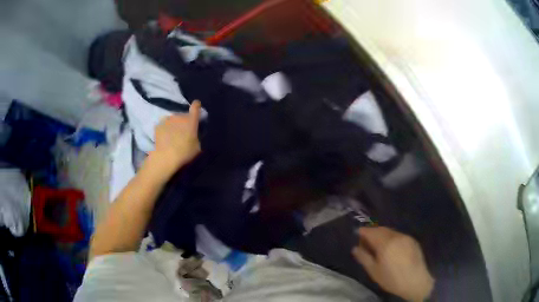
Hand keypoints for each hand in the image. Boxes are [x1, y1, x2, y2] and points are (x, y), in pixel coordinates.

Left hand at [148, 100, 201, 178]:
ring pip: (172, 119)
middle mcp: (179, 116)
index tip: (197, 106)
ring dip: (173, 124)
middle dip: (184, 121)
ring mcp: (167, 120)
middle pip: (183, 115)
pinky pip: (163, 125)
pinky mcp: (158, 125)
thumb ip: (196, 137)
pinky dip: (164, 129)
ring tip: (172, 136)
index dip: (197, 106)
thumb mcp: (197, 147)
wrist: (165, 157)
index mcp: (191, 121)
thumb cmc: (184, 153)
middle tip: (183, 132)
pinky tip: (164, 138)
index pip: (195, 107)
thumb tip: (194, 134)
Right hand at [352, 227, 433, 301]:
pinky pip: (399, 235)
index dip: (363, 231)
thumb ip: (363, 258)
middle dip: (372, 232)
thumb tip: (355, 248)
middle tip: (366, 241)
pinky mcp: (413, 240)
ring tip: (377, 245)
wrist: (416, 281)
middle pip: (381, 229)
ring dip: (382, 235)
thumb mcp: (374, 271)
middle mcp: (396, 236)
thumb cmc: (392, 279)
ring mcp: (406, 237)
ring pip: (391, 231)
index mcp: (385, 243)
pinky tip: (391, 248)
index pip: (371, 232)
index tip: (357, 234)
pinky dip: (391, 238)